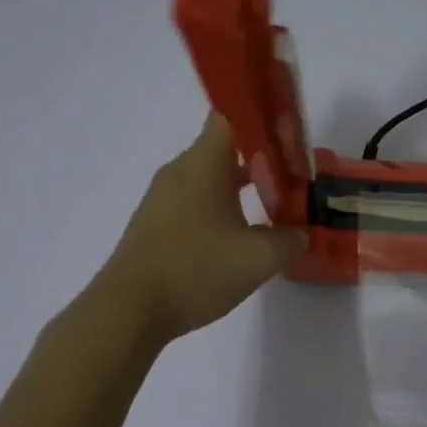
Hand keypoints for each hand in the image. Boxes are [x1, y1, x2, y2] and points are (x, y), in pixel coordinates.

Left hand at [101, 113, 306, 343]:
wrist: (129, 310)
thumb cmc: (196, 270)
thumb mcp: (259, 258)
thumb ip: (289, 240)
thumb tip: (297, 234)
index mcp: (203, 164)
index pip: (231, 117)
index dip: (262, 121)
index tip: (289, 140)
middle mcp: (179, 171)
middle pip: (223, 150)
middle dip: (259, 161)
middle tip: (291, 180)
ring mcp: (163, 198)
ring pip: (209, 179)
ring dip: (239, 189)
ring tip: (271, 210)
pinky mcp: (155, 224)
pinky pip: (195, 203)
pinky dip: (220, 210)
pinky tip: (237, 239)